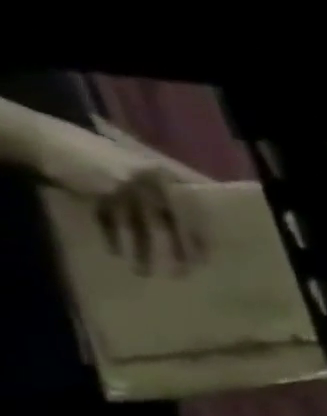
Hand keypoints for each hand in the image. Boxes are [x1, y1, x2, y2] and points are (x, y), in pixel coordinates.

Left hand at [40, 138, 208, 273]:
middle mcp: (146, 186)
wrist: (31, 142)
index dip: (199, 235)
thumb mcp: (129, 180)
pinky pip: (112, 221)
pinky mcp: (96, 197)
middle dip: (173, 247)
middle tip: (180, 272)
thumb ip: (160, 203)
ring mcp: (120, 192)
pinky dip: (115, 237)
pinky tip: (116, 253)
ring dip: (142, 249)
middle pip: (167, 221)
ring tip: (143, 272)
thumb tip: (189, 226)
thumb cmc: (84, 160)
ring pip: (140, 225)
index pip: (191, 211)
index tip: (205, 259)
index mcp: (160, 178)